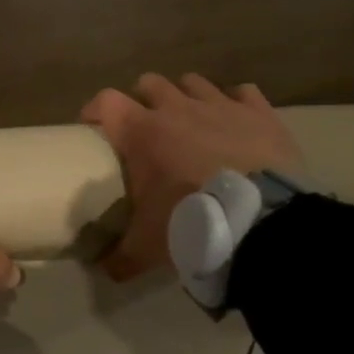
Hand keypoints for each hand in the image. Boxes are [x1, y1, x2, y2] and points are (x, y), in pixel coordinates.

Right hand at [81, 73, 304, 280]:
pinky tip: (236, 123)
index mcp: (142, 132)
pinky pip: (243, 93)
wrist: (260, 222)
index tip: (94, 128)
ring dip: (186, 97)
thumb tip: (103, 271)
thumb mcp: (147, 246)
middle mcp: (177, 108)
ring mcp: (220, 105)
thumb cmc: (191, 222)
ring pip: (194, 82)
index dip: (96, 110)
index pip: (106, 101)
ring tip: (190, 122)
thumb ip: (120, 256)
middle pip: (149, 83)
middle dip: (143, 100)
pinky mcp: (258, 112)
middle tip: (145, 129)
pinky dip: (235, 104)